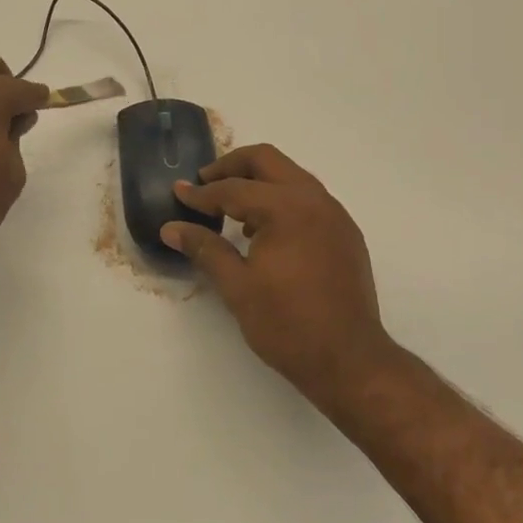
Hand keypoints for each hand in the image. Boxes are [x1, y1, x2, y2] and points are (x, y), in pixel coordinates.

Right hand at [163, 144, 397, 400]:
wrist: (350, 362)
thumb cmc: (288, 324)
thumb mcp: (237, 287)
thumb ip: (204, 248)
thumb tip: (171, 228)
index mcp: (287, 208)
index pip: (234, 189)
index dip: (201, 193)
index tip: (178, 192)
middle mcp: (315, 200)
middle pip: (267, 161)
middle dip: (232, 167)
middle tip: (205, 184)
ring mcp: (335, 215)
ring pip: (291, 176)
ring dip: (258, 182)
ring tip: (231, 209)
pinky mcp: (345, 233)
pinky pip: (308, 199)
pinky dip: (281, 200)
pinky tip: (265, 233)